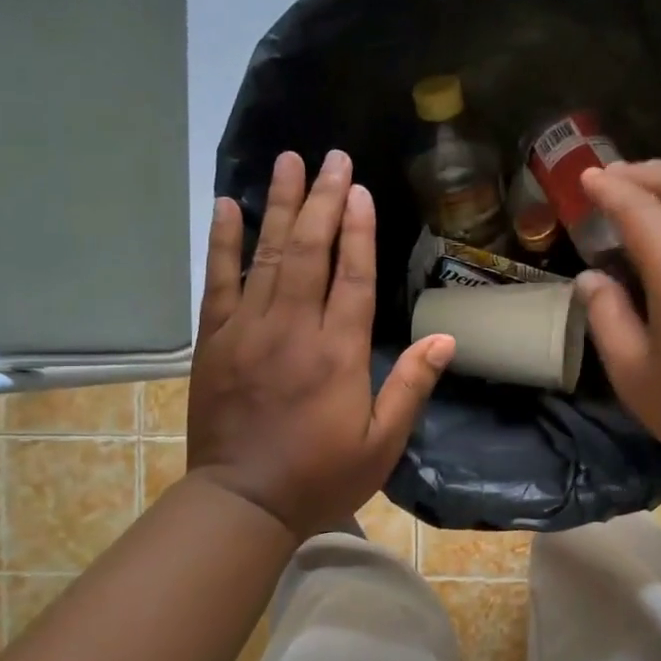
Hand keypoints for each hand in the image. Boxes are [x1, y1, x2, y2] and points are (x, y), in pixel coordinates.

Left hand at [188, 150, 453, 538]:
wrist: (242, 502)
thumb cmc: (319, 476)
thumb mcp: (381, 444)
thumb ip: (411, 387)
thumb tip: (445, 340)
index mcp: (337, 353)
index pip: (351, 276)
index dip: (358, 229)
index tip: (359, 188)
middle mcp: (292, 329)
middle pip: (310, 252)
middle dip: (323, 201)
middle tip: (331, 158)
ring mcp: (247, 330)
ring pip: (267, 255)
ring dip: (279, 205)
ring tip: (289, 161)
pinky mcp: (214, 341)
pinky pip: (219, 281)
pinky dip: (224, 242)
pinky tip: (227, 206)